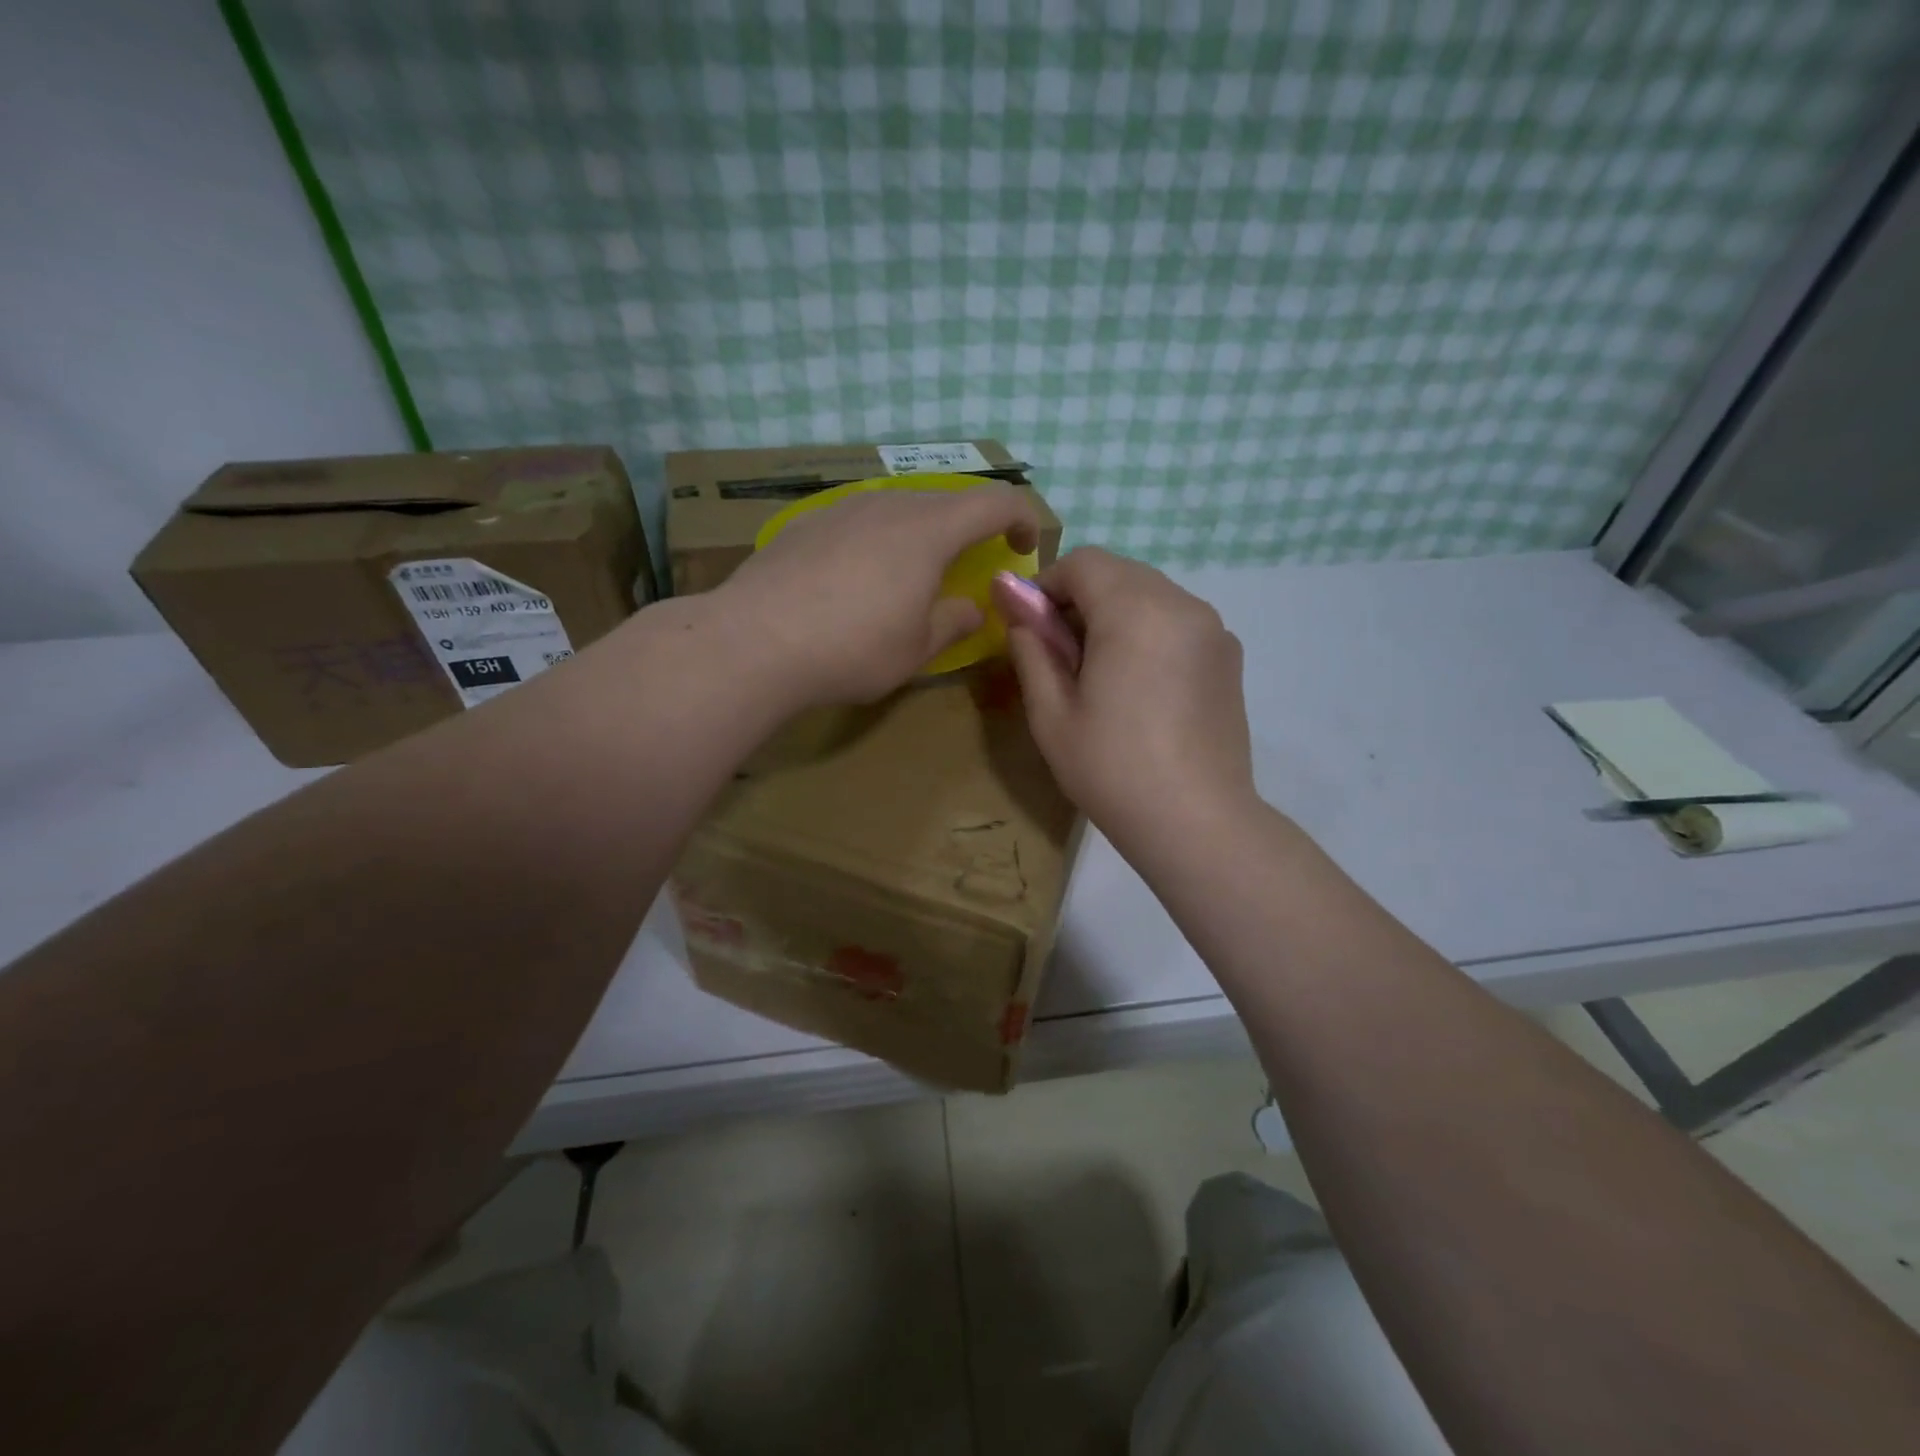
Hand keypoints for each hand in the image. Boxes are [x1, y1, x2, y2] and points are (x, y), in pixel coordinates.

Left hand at [714, 484, 1040, 707]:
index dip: (1021, 518)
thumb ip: (954, 622)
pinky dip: (879, 538)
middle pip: (946, 500)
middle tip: (972, 562)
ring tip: (915, 570)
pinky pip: (860, 519)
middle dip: (970, 527)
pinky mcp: (806, 523)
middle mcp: (888, 505)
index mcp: (928, 530)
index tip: (1024, 546)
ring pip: (899, 506)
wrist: (754, 641)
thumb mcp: (916, 648)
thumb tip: (973, 608)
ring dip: (922, 531)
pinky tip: (859, 575)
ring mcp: (842, 508)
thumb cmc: (852, 648)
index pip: (994, 502)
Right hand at [1005, 547, 1255, 855]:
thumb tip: (1013, 602)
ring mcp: (1213, 629)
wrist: (1196, 822)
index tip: (1031, 627)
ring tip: (1101, 673)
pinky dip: (1149, 631)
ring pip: (1151, 594)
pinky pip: (1178, 620)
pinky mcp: (1229, 656)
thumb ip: (1031, 647)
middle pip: (1120, 573)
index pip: (1084, 562)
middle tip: (1062, 654)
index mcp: (1135, 610)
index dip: (1047, 585)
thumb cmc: (1111, 769)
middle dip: (1082, 598)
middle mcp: (1182, 604)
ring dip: (1116, 614)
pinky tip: (1141, 686)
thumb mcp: (1051, 713)